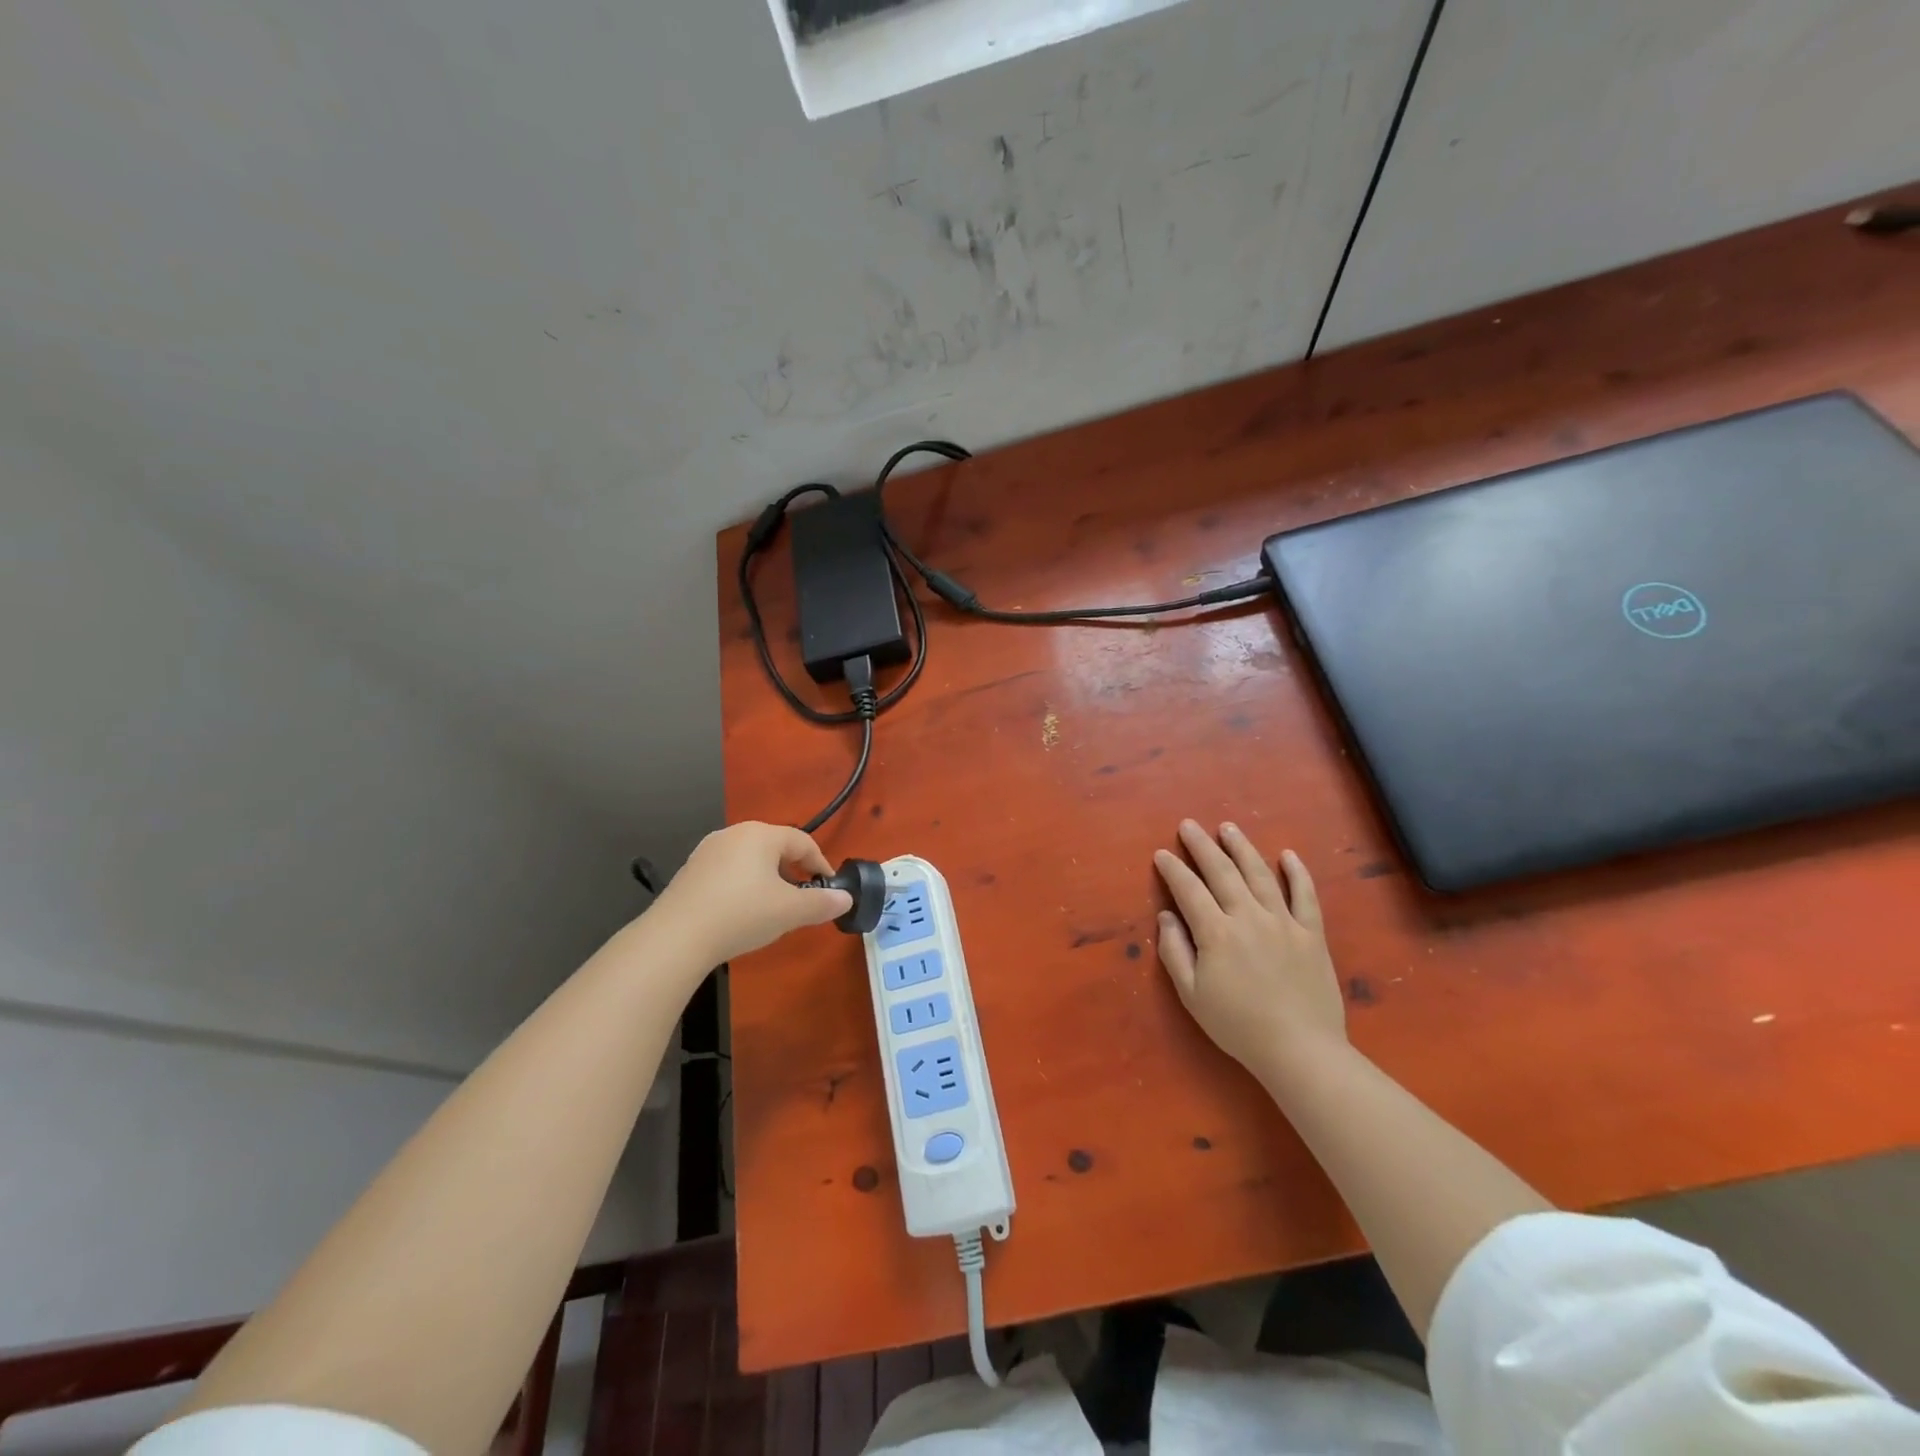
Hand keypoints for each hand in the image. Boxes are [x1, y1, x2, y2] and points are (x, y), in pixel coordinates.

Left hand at [651, 822, 851, 964]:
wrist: (676, 937)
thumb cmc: (742, 914)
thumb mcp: (789, 912)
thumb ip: (821, 903)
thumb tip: (846, 898)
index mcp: (761, 835)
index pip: (802, 842)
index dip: (820, 863)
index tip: (829, 886)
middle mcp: (733, 834)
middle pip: (775, 846)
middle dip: (793, 869)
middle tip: (803, 896)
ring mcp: (707, 851)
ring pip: (750, 858)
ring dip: (768, 877)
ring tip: (774, 905)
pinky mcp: (689, 871)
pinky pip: (728, 871)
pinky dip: (743, 885)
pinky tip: (742, 911)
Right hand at [1152, 820, 1345, 1078]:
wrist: (1300, 1050)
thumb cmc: (1238, 1026)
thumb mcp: (1192, 995)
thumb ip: (1174, 951)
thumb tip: (1166, 916)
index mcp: (1216, 933)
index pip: (1189, 890)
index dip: (1173, 870)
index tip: (1161, 853)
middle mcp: (1248, 917)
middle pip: (1222, 871)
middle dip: (1202, 846)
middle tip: (1189, 825)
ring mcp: (1284, 922)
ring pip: (1260, 874)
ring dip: (1242, 847)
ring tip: (1228, 828)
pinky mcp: (1312, 933)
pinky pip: (1305, 895)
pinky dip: (1297, 872)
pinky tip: (1288, 854)